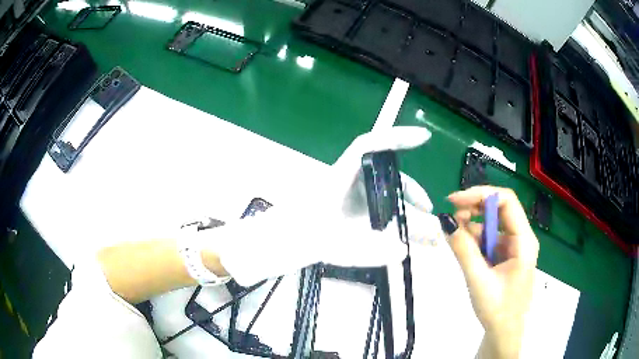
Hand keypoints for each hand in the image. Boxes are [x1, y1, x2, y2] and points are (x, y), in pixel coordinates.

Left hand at [199, 126, 442, 285]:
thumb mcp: (324, 242)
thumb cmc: (288, 237)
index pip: (370, 146)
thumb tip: (403, 251)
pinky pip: (377, 217)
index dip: (397, 138)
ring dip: (406, 217)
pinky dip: (393, 228)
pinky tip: (403, 244)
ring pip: (384, 201)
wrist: (268, 247)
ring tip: (426, 241)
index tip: (424, 138)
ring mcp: (347, 201)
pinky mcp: (346, 217)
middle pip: (387, 179)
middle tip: (430, 219)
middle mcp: (347, 184)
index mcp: (339, 177)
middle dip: (412, 196)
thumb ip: (362, 250)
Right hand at [447, 186, 538, 358]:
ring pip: (493, 226)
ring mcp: (515, 248)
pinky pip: (490, 240)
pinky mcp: (507, 257)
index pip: (506, 201)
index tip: (454, 201)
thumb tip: (445, 221)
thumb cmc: (497, 310)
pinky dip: (476, 242)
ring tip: (457, 242)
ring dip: (473, 229)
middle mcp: (522, 239)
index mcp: (523, 241)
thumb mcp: (478, 280)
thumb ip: (463, 250)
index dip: (480, 195)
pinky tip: (466, 252)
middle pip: (499, 210)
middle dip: (474, 210)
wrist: (504, 333)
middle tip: (451, 220)